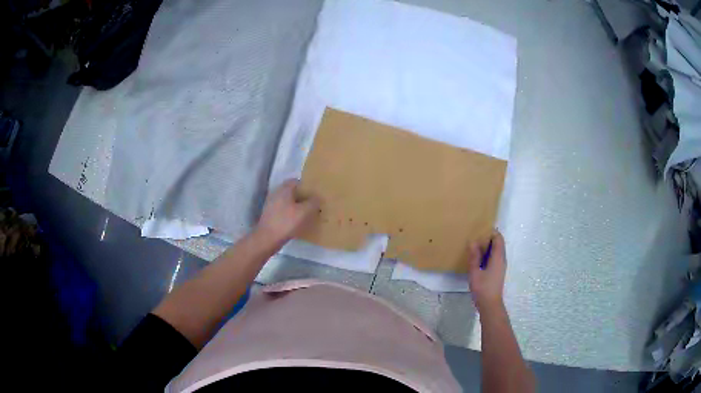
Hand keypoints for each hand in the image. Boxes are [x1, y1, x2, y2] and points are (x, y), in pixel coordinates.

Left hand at [255, 179, 318, 244]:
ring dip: (297, 206)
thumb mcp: (304, 212)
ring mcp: (272, 204)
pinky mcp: (270, 214)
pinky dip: (291, 213)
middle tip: (314, 203)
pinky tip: (297, 221)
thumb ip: (313, 202)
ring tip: (307, 213)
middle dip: (303, 197)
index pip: (297, 181)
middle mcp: (276, 193)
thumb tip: (318, 198)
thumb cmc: (286, 222)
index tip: (315, 193)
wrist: (267, 239)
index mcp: (284, 189)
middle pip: (292, 192)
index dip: (307, 186)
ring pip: (288, 201)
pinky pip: (283, 210)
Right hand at [466, 230, 506, 311]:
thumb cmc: (482, 288)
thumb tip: (473, 242)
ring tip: (474, 247)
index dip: (491, 232)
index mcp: (498, 257)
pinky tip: (478, 260)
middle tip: (475, 238)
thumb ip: (474, 257)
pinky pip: (495, 258)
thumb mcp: (475, 272)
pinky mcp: (498, 272)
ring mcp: (501, 266)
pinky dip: (488, 255)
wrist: (490, 304)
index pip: (498, 238)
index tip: (479, 231)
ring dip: (487, 247)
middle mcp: (502, 259)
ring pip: (497, 251)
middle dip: (488, 239)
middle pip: (498, 243)